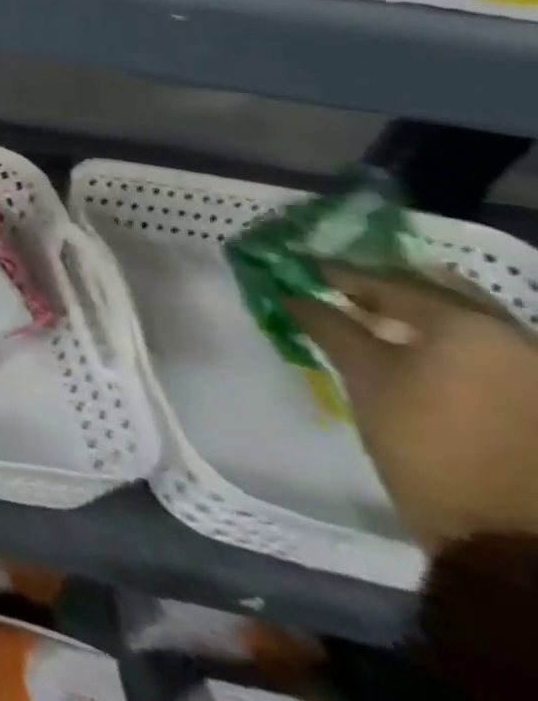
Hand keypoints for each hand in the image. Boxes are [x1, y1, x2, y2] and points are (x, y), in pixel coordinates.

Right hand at [287, 268, 537, 551]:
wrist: (510, 539)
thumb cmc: (426, 444)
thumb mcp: (364, 377)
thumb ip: (328, 325)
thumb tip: (293, 293)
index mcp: (469, 324)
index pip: (389, 282)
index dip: (338, 274)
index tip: (301, 268)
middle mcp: (516, 337)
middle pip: (439, 295)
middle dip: (388, 290)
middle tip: (341, 290)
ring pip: (469, 325)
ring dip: (421, 317)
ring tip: (376, 321)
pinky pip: (490, 353)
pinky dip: (448, 344)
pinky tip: (418, 353)